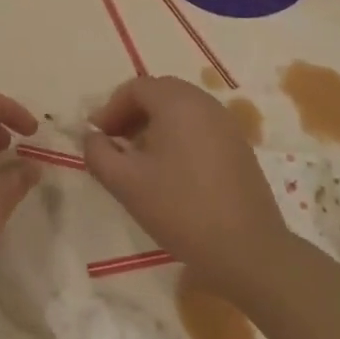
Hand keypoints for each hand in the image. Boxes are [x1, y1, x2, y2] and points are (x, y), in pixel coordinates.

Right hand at [81, 77, 288, 301]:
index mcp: (178, 103)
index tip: (97, 136)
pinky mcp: (239, 148)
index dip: (110, 108)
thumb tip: (92, 137)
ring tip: (139, 159)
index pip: (136, 88)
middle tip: (115, 143)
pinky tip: (170, 171)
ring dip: (154, 125)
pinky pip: (200, 127)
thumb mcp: (125, 183)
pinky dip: (178, 136)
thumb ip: (98, 153)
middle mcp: (205, 104)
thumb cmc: (180, 209)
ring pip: (181, 110)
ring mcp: (227, 125)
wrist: (247, 250)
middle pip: (160, 93)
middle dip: (132, 113)